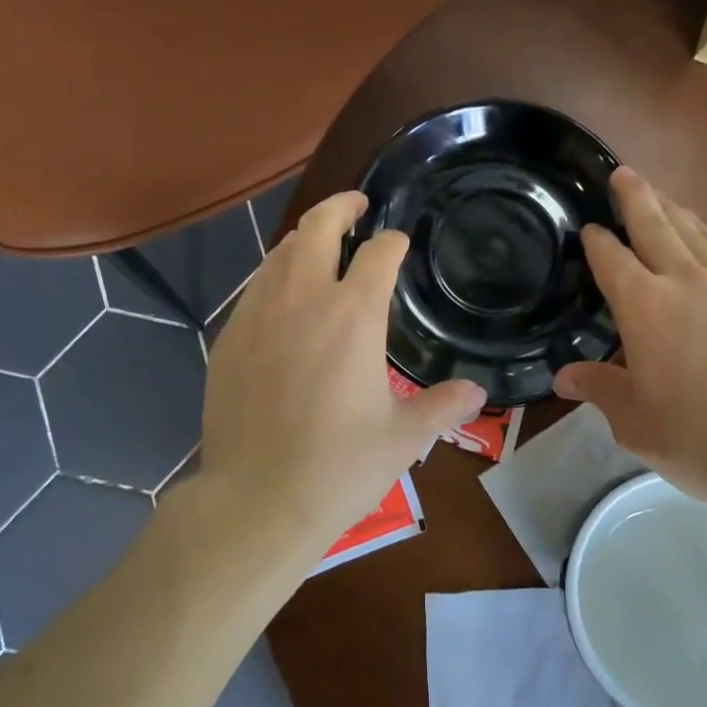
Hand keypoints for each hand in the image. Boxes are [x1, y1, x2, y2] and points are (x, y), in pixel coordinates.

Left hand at [200, 191, 485, 549]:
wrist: (256, 501)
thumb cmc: (339, 466)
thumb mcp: (404, 438)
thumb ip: (443, 406)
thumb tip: (477, 393)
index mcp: (353, 316)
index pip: (378, 254)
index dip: (393, 242)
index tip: (400, 243)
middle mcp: (303, 300)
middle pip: (317, 227)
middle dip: (340, 206)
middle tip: (357, 204)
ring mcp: (258, 316)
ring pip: (279, 253)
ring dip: (304, 239)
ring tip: (319, 244)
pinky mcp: (228, 339)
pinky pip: (254, 288)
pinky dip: (275, 276)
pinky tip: (283, 297)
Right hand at [553, 168, 706, 510]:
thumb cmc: (695, 437)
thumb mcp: (633, 420)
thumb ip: (599, 388)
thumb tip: (564, 377)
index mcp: (644, 306)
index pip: (611, 258)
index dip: (596, 240)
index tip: (588, 228)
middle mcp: (684, 281)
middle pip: (655, 224)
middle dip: (636, 196)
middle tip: (623, 172)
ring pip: (694, 231)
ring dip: (673, 208)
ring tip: (660, 195)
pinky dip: (705, 235)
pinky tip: (704, 238)